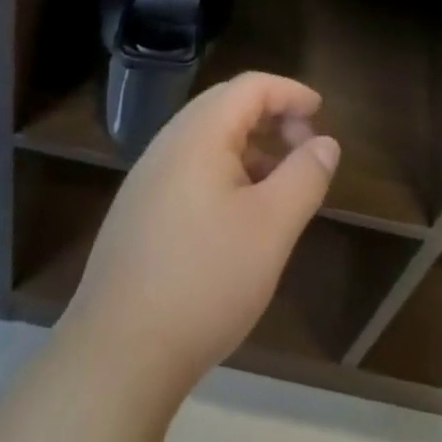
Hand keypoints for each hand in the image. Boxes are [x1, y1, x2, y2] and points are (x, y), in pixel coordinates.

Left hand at [59, 72, 340, 394]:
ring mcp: (146, 177)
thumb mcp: (271, 228)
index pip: (251, 86)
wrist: (116, 355)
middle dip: (270, 116)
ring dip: (248, 146)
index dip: (290, 92)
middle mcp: (168, 142)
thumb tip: (325, 143)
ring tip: (277, 183)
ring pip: (206, 138)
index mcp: (199, 133)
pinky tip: (237, 216)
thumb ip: (304, 177)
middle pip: (226, 105)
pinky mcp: (137, 212)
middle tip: (303, 145)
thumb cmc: (204, 281)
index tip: (321, 112)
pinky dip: (223, 171)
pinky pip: (188, 168)